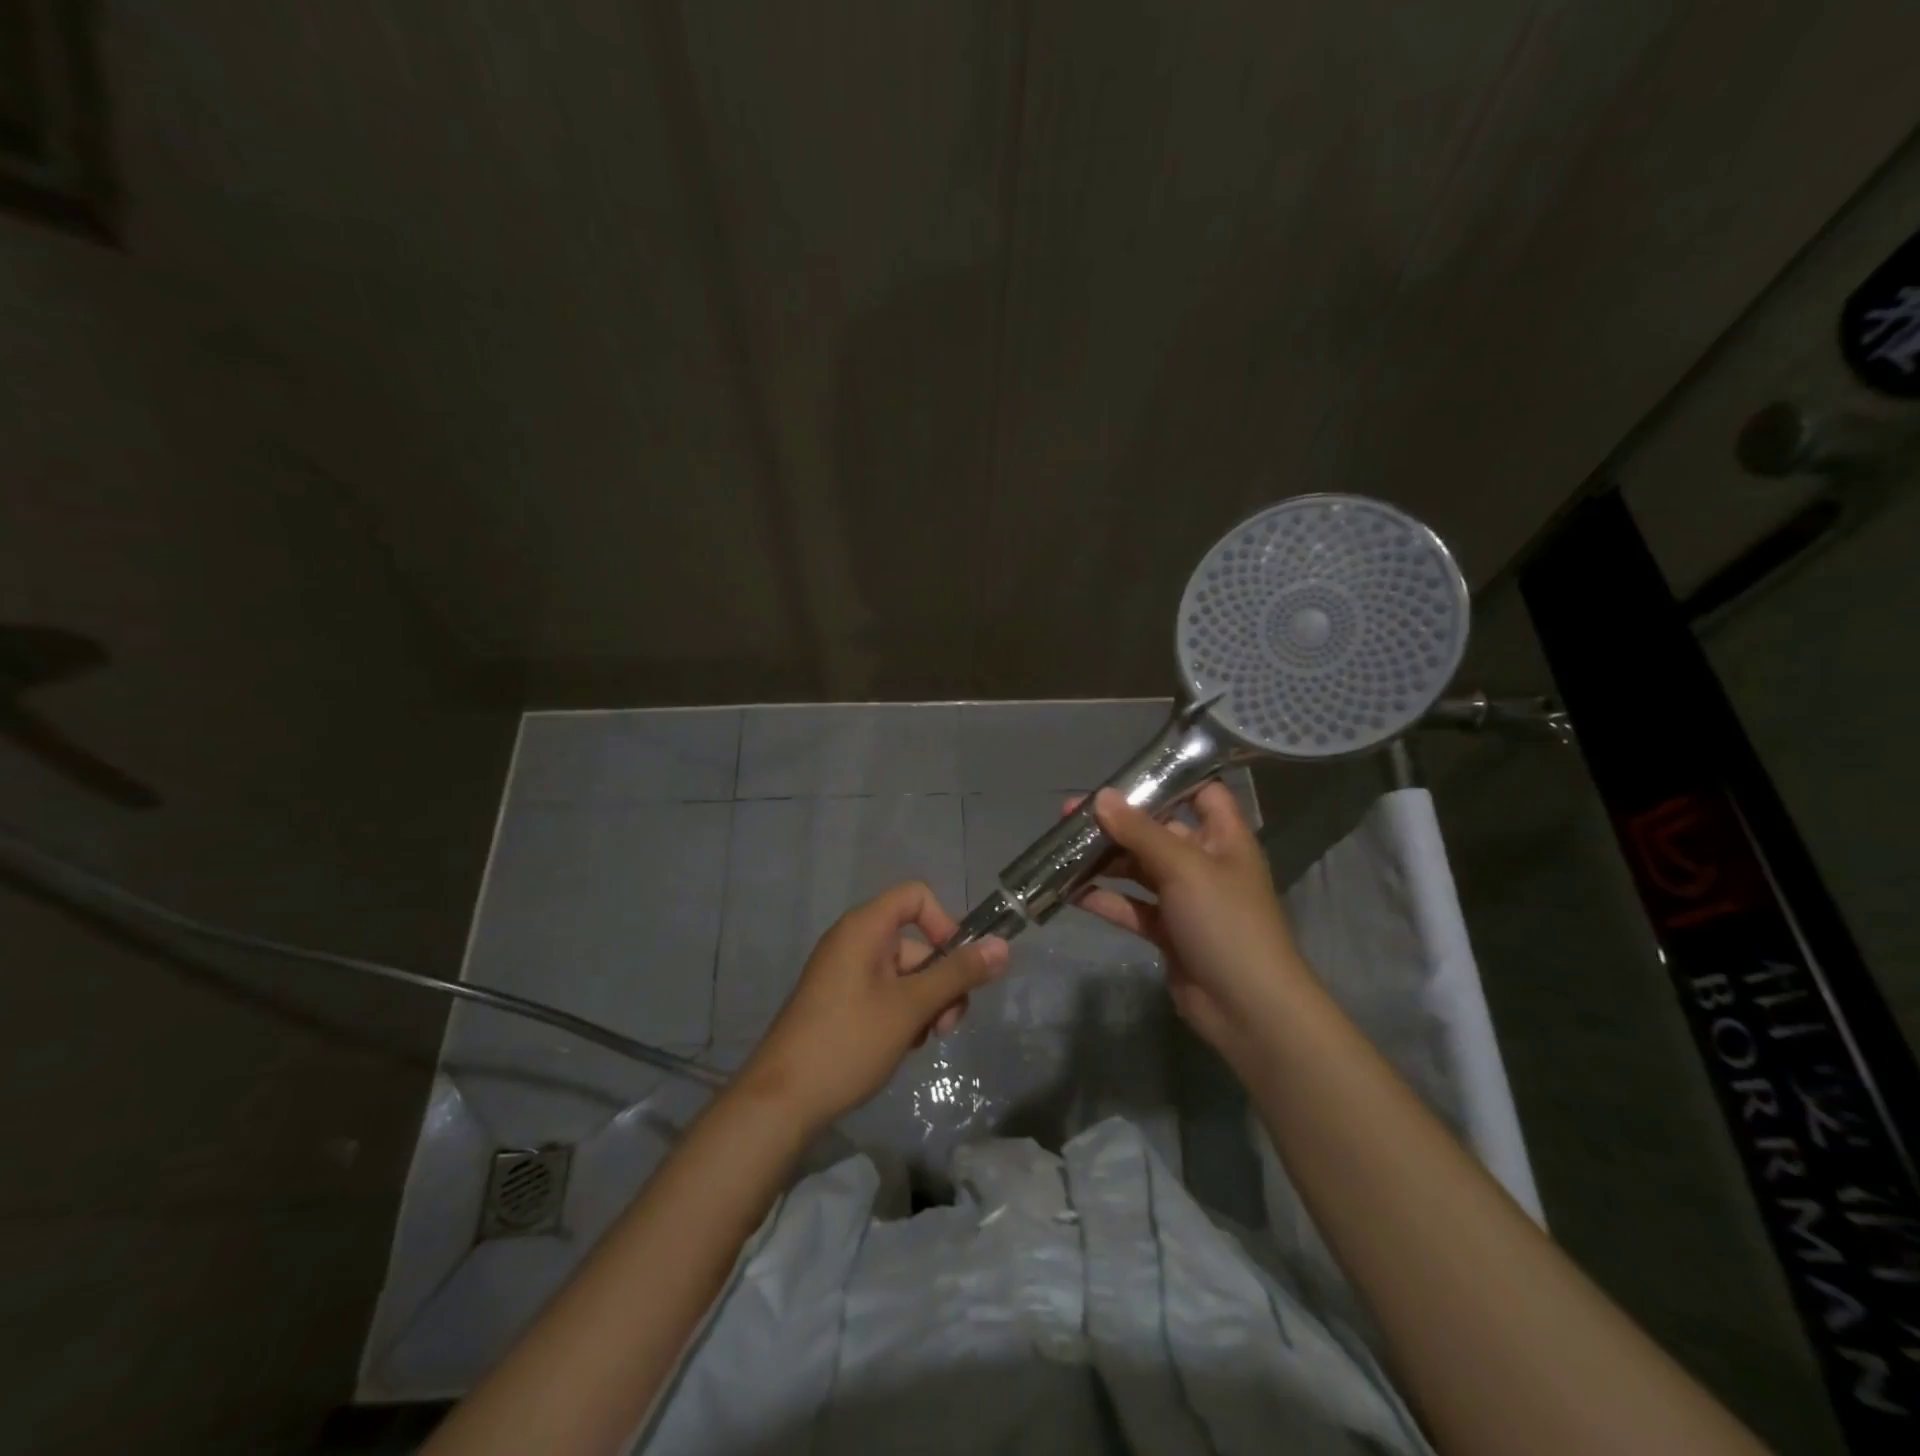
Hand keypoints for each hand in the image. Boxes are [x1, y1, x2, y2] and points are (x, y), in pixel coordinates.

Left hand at [734, 881, 1008, 1132]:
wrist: (781, 1100)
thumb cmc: (848, 1041)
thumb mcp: (911, 1007)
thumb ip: (958, 974)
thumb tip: (1003, 946)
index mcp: (864, 927)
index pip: (916, 896)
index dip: (944, 923)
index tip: (957, 965)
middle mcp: (854, 941)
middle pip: (917, 943)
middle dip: (941, 982)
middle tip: (945, 1027)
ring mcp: (845, 973)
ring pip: (906, 975)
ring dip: (925, 1005)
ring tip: (919, 1043)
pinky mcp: (841, 1002)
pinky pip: (885, 994)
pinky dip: (902, 1015)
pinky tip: (901, 1047)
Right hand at [1071, 783, 1308, 1075]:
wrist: (1248, 1009)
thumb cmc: (1226, 923)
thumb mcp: (1184, 867)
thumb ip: (1140, 831)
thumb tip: (1102, 797)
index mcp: (1223, 838)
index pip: (1202, 793)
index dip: (1169, 780)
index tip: (1124, 775)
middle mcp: (1205, 863)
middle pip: (1158, 831)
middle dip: (1117, 822)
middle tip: (1071, 815)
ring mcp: (1185, 899)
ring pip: (1139, 869)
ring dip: (1105, 860)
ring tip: (1063, 850)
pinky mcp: (1167, 931)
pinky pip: (1131, 906)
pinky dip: (1105, 899)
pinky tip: (1071, 892)